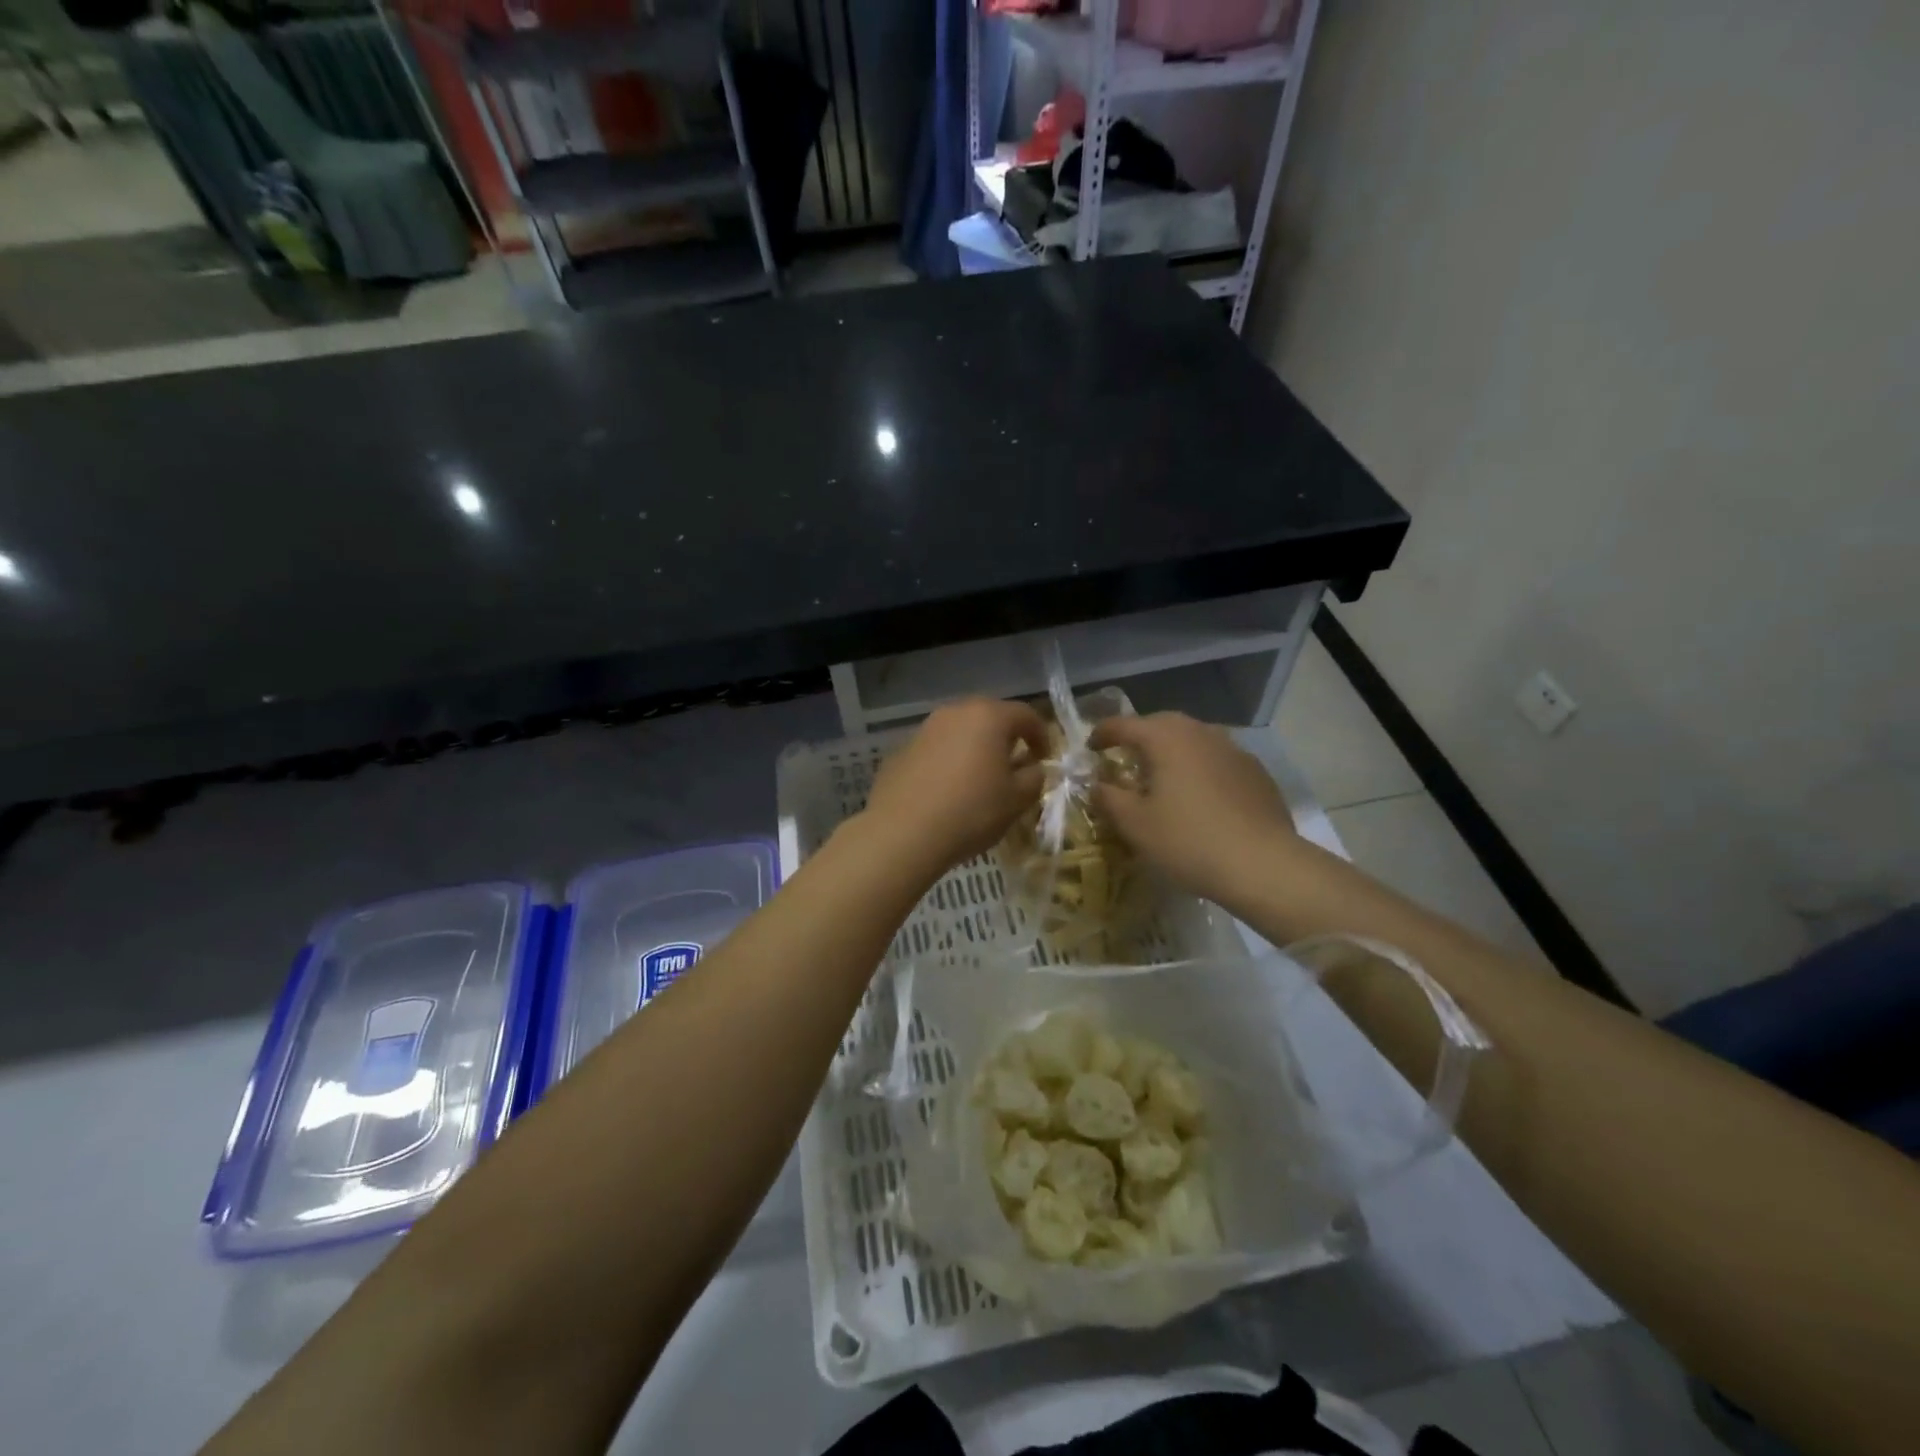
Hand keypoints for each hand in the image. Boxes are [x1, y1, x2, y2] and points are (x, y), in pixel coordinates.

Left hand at [861, 698, 1049, 876]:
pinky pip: (936, 750)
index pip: (1025, 715)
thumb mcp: (1017, 799)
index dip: (1041, 735)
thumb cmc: (971, 811)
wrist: (903, 833)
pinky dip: (948, 762)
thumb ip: (1034, 777)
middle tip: (1014, 765)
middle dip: (1006, 738)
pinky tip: (947, 791)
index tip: (1044, 759)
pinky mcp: (901, 750)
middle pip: (989, 717)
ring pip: (960, 732)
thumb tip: (1032, 768)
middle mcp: (954, 712)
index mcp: (988, 716)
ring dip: (974, 748)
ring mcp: (924, 729)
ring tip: (980, 779)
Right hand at [1091, 713, 1296, 904]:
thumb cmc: (1188, 840)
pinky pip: (1217, 760)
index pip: (1124, 724)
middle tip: (1124, 759)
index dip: (1102, 734)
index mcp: (1166, 738)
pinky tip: (1199, 796)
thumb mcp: (1135, 824)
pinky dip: (1199, 768)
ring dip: (1172, 751)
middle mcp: (1200, 732)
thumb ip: (1108, 798)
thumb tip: (1097, 784)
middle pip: (1161, 724)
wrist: (1263, 865)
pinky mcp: (1256, 772)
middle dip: (1139, 737)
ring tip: (1162, 777)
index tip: (1089, 750)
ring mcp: (1233, 749)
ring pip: (1193, 739)